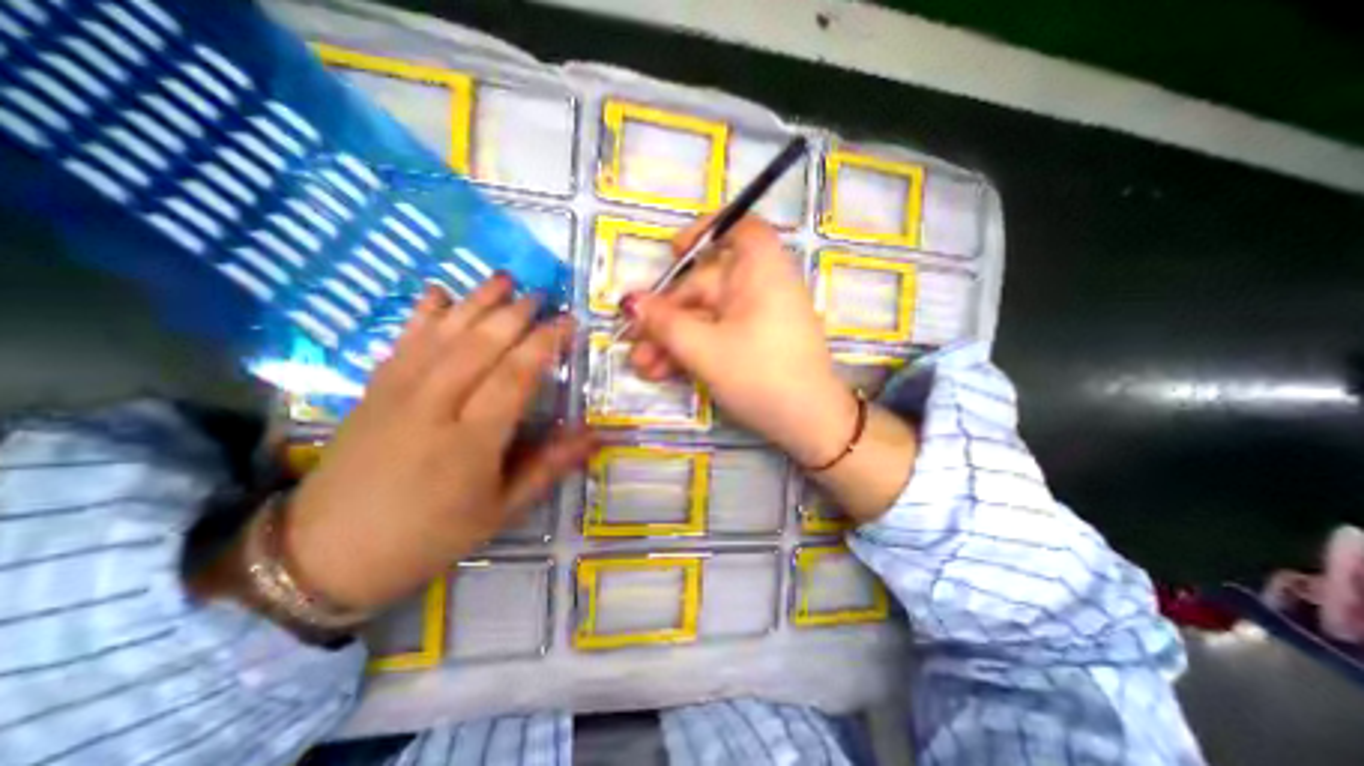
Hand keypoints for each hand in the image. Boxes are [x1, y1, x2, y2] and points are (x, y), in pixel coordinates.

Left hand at [278, 277, 595, 613]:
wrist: (325, 554)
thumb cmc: (430, 535)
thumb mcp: (500, 510)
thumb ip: (549, 466)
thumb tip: (596, 437)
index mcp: (471, 440)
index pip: (515, 375)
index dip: (545, 343)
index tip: (569, 322)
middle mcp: (434, 405)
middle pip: (480, 344)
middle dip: (515, 313)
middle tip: (543, 295)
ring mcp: (397, 392)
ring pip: (444, 332)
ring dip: (476, 301)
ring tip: (504, 278)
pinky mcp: (373, 388)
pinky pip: (403, 339)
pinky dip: (423, 312)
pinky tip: (440, 292)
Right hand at [626, 216, 853, 466]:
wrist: (808, 425)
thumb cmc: (760, 375)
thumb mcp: (705, 350)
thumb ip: (665, 324)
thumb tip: (630, 303)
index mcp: (760, 272)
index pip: (740, 228)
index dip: (705, 232)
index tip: (672, 253)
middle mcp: (758, 288)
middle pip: (704, 286)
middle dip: (665, 315)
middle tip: (633, 341)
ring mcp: (755, 318)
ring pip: (704, 318)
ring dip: (671, 340)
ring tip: (642, 366)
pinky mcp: (751, 343)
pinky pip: (715, 336)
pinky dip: (690, 350)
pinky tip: (661, 372)